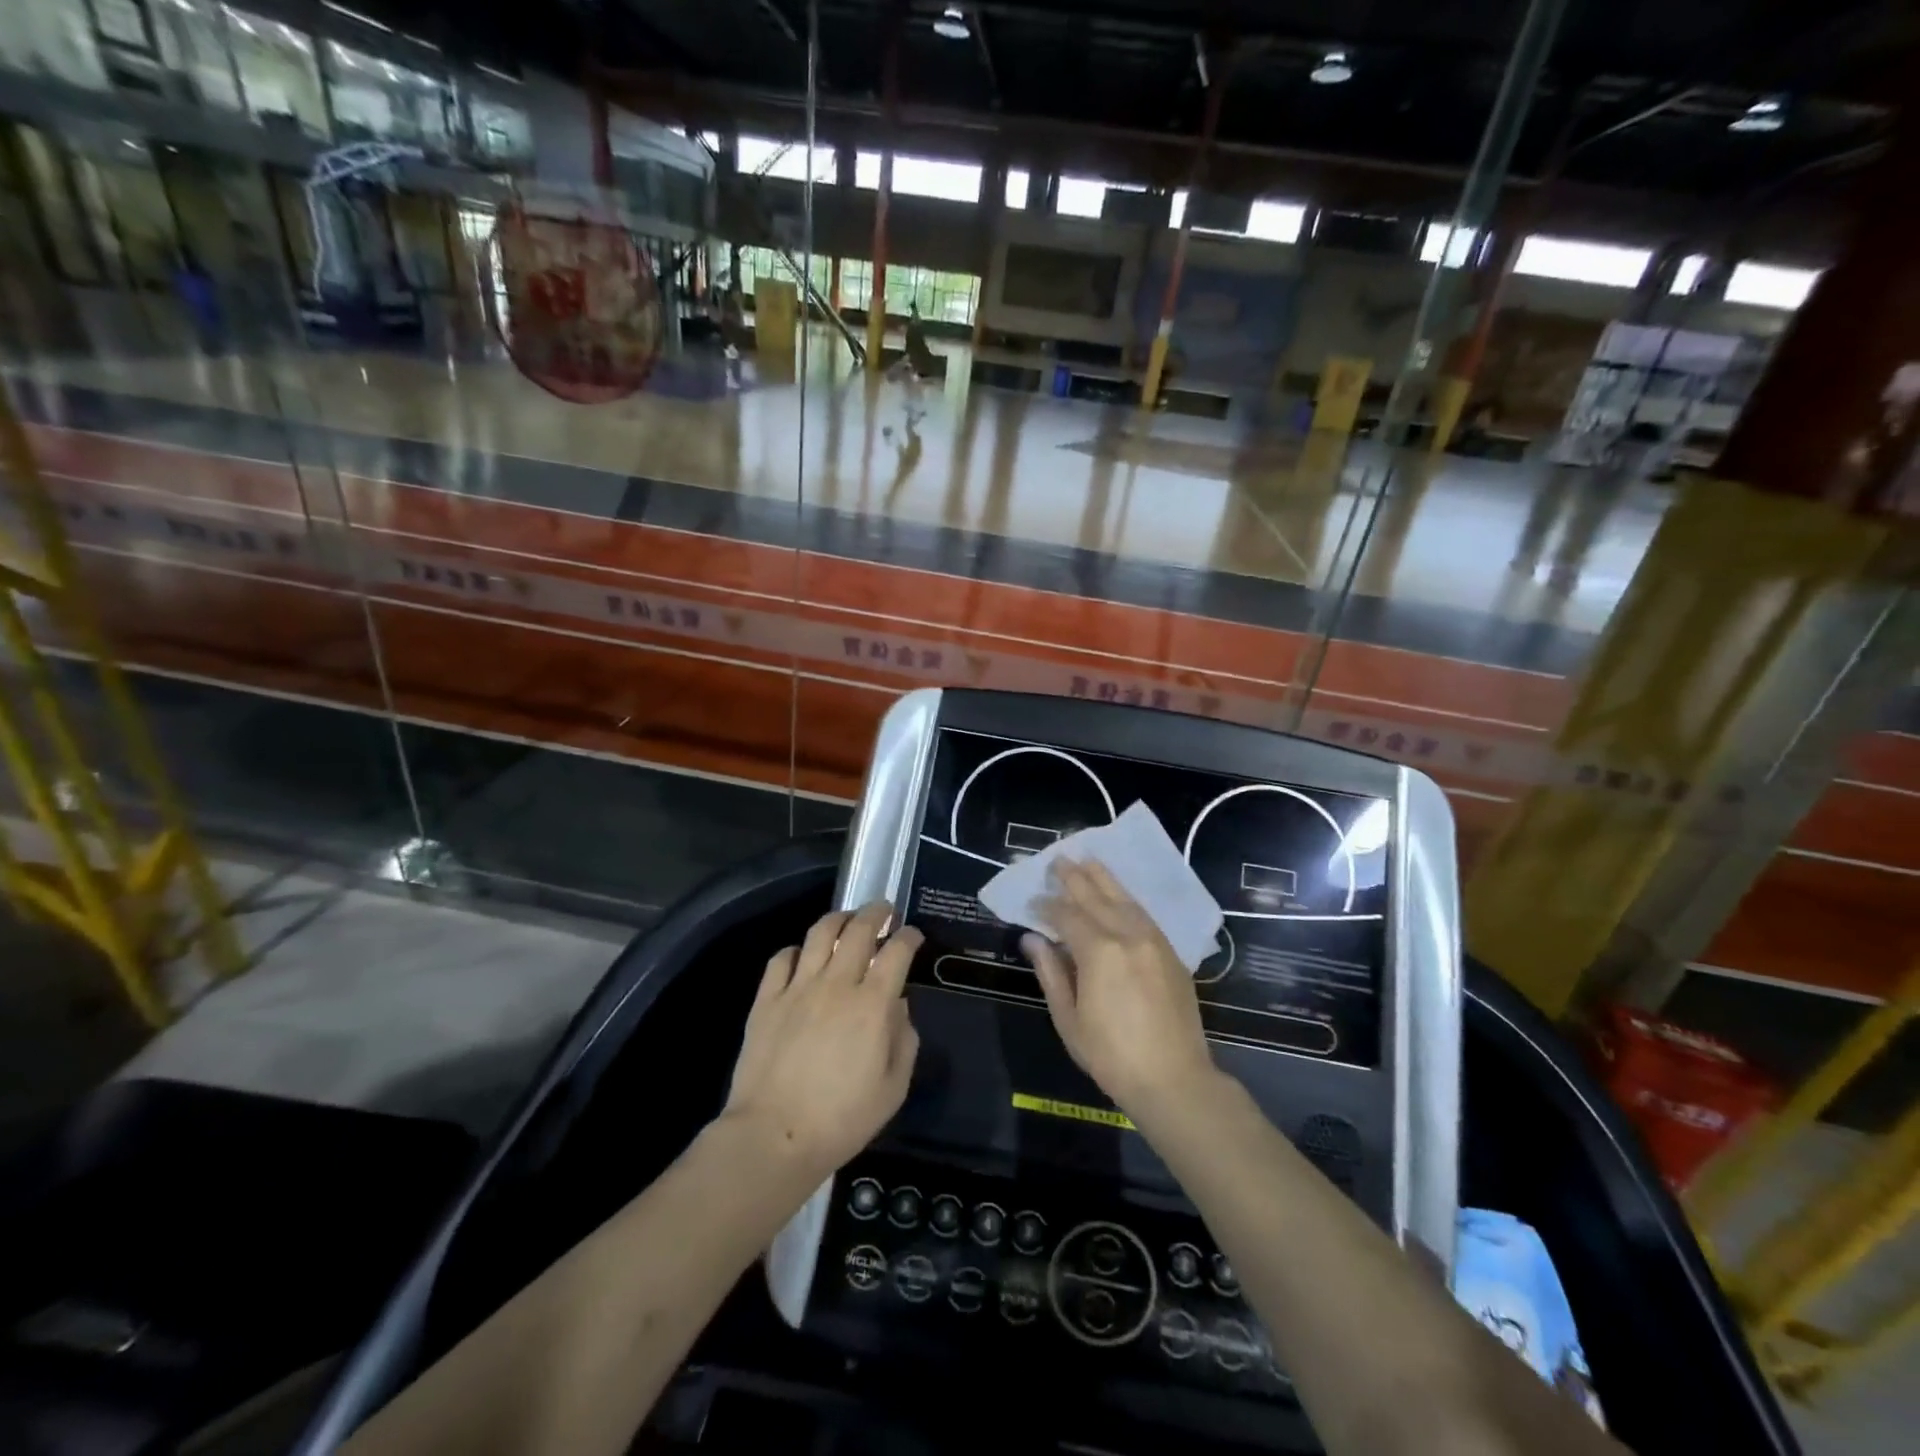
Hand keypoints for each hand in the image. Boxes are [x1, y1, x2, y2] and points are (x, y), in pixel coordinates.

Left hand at [723, 902, 921, 1179]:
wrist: (774, 1136)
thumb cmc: (842, 1119)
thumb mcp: (893, 1088)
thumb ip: (903, 1040)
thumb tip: (898, 1007)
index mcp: (872, 1005)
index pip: (896, 952)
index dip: (909, 937)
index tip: (913, 935)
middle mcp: (836, 984)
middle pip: (858, 930)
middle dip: (876, 913)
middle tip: (884, 911)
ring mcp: (798, 988)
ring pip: (819, 933)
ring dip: (838, 918)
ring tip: (847, 920)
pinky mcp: (767, 999)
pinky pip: (782, 958)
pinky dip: (797, 949)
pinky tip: (804, 956)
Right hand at [1022, 859, 1217, 1119]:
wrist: (1174, 1079)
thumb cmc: (1111, 1055)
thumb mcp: (1069, 1018)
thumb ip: (1050, 972)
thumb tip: (1032, 938)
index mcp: (1099, 951)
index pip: (1066, 915)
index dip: (1046, 906)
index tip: (1031, 902)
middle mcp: (1128, 935)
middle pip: (1096, 896)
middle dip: (1074, 877)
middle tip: (1058, 859)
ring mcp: (1154, 940)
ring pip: (1124, 898)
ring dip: (1103, 878)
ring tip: (1086, 860)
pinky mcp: (1171, 951)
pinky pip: (1143, 913)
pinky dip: (1126, 898)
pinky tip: (1117, 893)